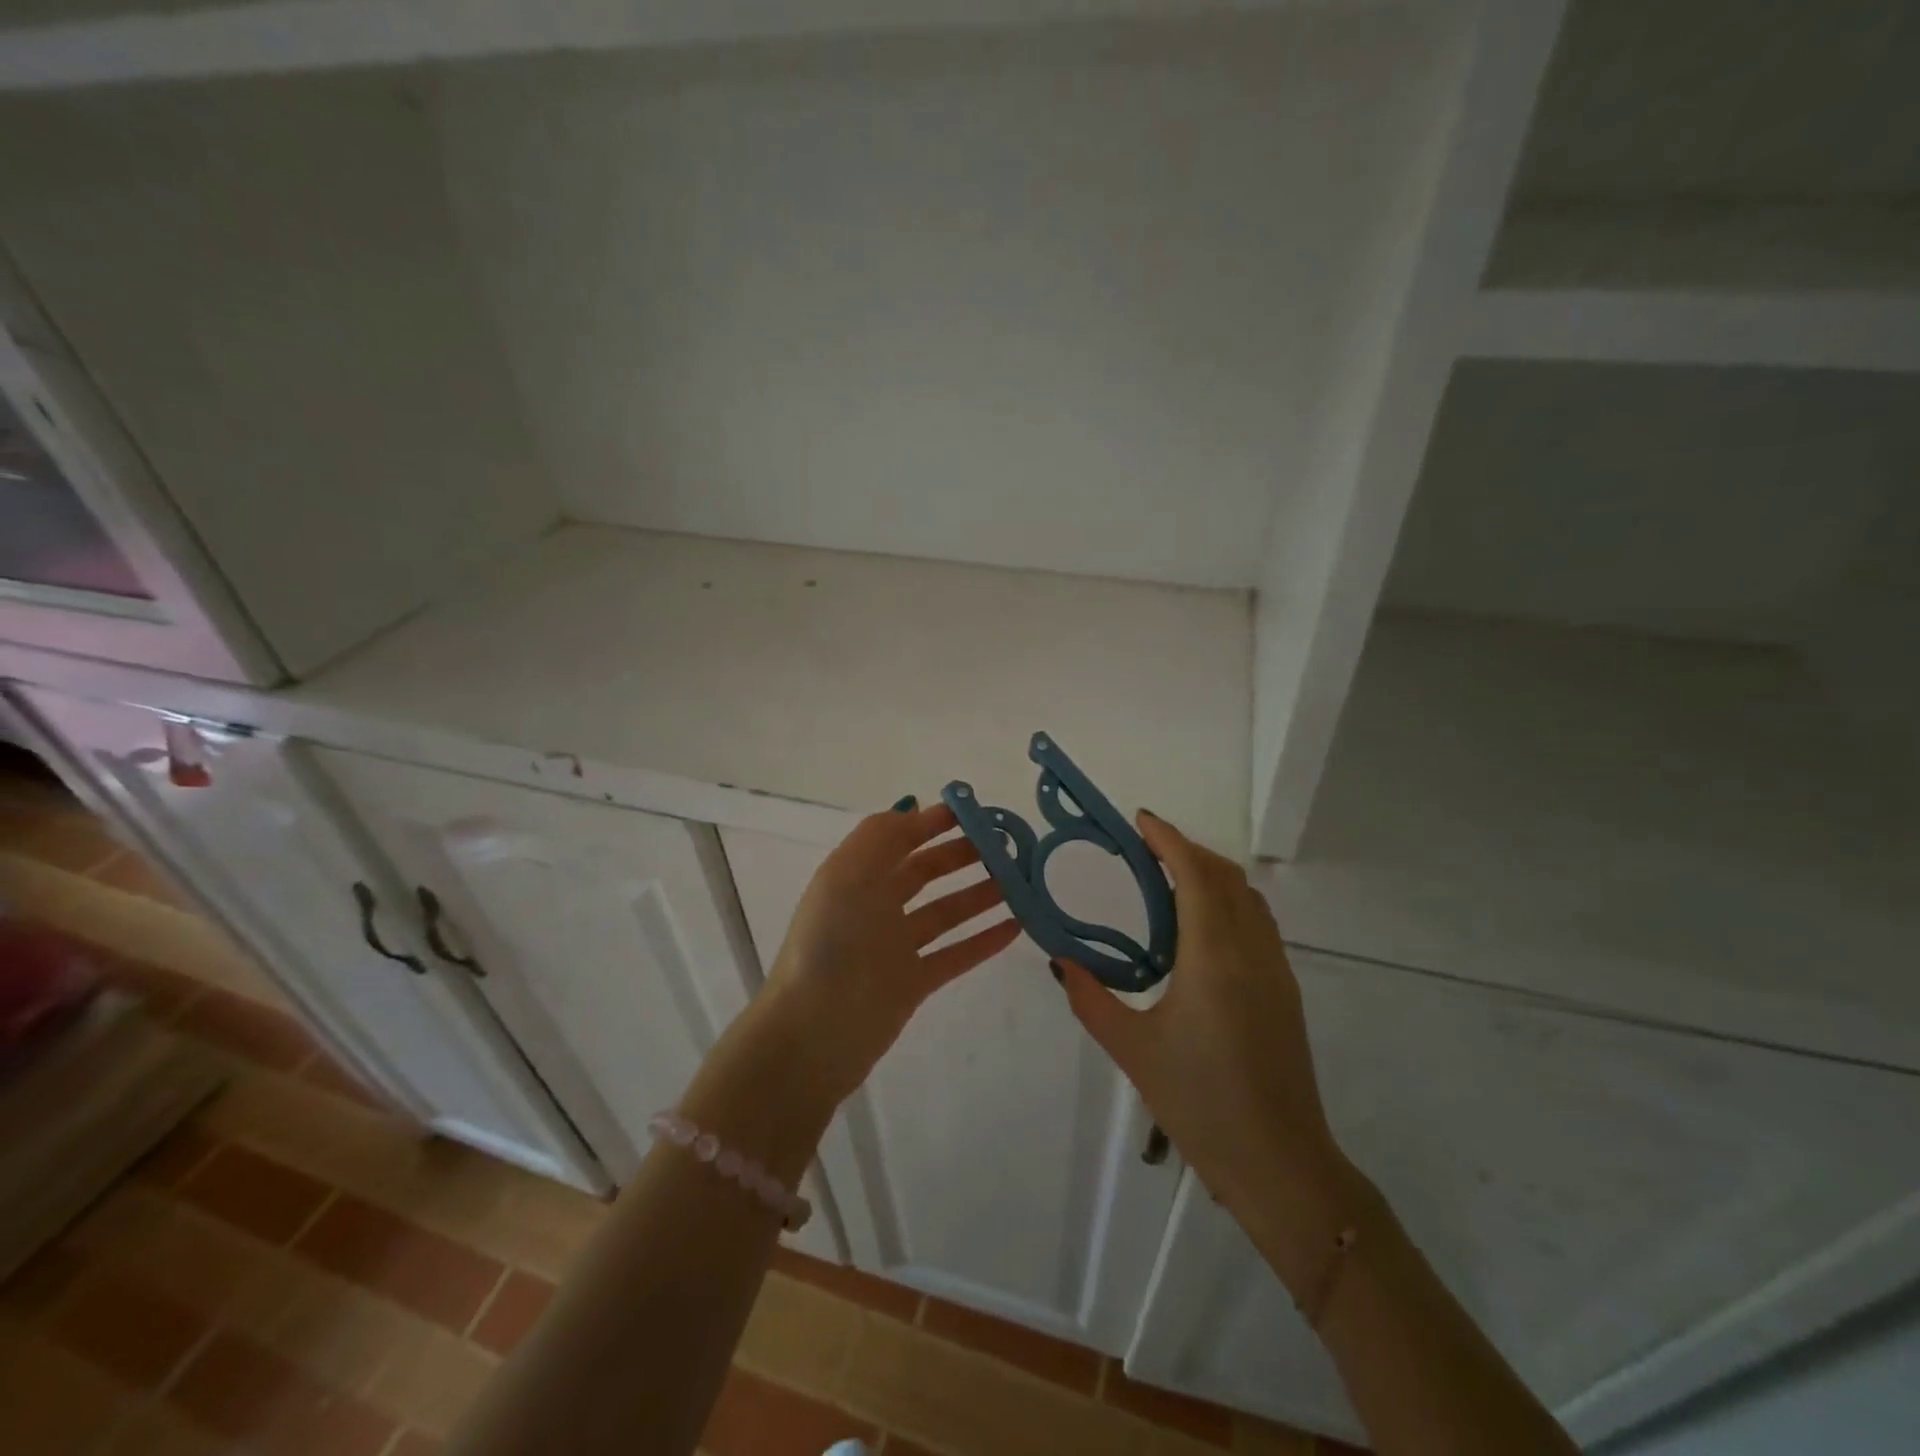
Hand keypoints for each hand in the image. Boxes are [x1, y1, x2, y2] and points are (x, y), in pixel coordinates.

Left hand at [758, 798, 1019, 1105]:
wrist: (814, 1034)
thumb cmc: (830, 944)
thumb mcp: (847, 874)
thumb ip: (882, 835)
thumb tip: (914, 806)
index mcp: (855, 876)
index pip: (899, 838)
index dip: (933, 823)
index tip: (976, 813)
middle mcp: (875, 906)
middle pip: (925, 872)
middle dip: (962, 855)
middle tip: (1006, 847)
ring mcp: (895, 946)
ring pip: (946, 912)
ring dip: (980, 894)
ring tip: (1019, 881)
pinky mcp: (913, 983)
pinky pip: (956, 954)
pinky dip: (984, 940)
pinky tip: (1015, 926)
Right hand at [1056, 812, 1349, 1260]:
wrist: (1281, 1164)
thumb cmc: (1200, 1104)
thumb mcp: (1132, 1050)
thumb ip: (1090, 999)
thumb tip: (1060, 962)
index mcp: (1212, 957)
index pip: (1194, 875)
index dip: (1168, 840)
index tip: (1140, 820)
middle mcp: (1250, 950)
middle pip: (1224, 876)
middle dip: (1186, 850)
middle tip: (1144, 850)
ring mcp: (1275, 969)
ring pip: (1246, 896)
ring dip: (1210, 873)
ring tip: (1167, 880)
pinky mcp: (1284, 990)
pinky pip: (1256, 922)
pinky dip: (1227, 901)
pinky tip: (1198, 928)